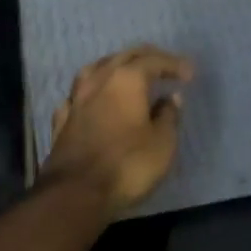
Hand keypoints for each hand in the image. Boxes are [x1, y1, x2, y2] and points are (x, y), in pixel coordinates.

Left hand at [46, 45, 193, 214]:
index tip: (189, 74)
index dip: (173, 64)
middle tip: (164, 65)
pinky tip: (93, 100)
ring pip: (95, 69)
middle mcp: (99, 80)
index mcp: (127, 79)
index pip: (154, 60)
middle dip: (147, 57)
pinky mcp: (62, 121)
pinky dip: (91, 92)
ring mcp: (76, 99)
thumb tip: (171, 98)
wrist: (76, 193)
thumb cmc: (127, 165)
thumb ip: (169, 116)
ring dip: (114, 66)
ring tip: (126, 74)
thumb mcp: (162, 143)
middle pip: (124, 56)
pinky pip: (78, 95)